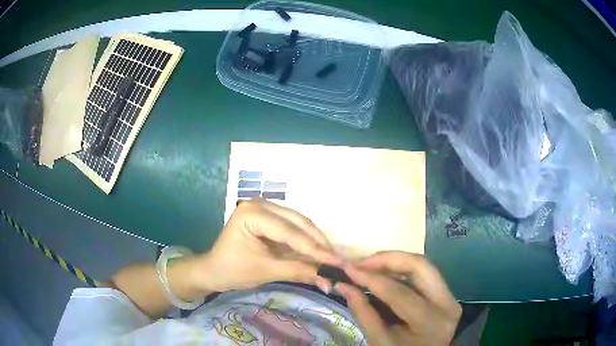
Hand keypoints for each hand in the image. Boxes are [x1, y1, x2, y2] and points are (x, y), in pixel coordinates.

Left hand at [195, 198, 341, 291]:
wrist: (214, 271)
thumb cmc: (232, 270)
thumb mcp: (265, 271)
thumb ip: (298, 271)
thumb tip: (329, 278)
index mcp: (252, 213)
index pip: (290, 232)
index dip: (315, 249)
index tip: (337, 261)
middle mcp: (261, 204)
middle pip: (298, 223)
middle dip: (318, 243)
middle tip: (337, 261)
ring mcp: (266, 210)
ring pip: (299, 225)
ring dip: (314, 242)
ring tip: (330, 259)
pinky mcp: (270, 220)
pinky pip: (293, 230)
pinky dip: (305, 243)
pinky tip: (317, 254)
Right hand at [335, 251, 460, 345]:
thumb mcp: (379, 340)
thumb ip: (363, 312)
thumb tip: (343, 285)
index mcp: (429, 321)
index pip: (398, 293)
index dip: (371, 278)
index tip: (348, 268)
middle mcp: (446, 303)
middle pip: (419, 266)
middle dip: (387, 259)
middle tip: (361, 262)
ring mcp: (450, 295)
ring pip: (423, 264)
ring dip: (395, 260)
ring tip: (370, 264)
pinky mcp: (447, 292)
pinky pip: (424, 272)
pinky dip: (403, 267)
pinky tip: (386, 271)